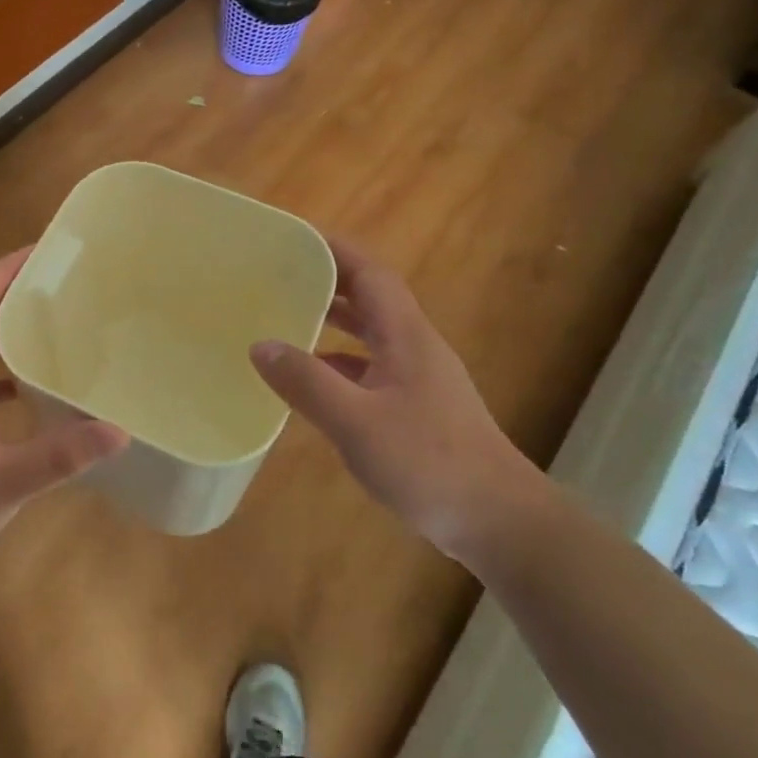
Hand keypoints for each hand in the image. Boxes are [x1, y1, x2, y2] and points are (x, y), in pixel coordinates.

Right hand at [248, 238, 543, 559]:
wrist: (498, 520)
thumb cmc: (428, 462)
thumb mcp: (356, 422)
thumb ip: (306, 382)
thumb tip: (260, 345)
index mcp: (405, 336)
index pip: (370, 274)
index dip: (335, 250)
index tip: (294, 237)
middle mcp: (413, 347)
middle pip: (369, 298)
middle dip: (327, 281)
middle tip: (278, 275)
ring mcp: (417, 379)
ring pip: (370, 334)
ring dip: (332, 321)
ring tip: (285, 317)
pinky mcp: (416, 408)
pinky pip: (369, 368)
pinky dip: (338, 362)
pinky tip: (311, 380)